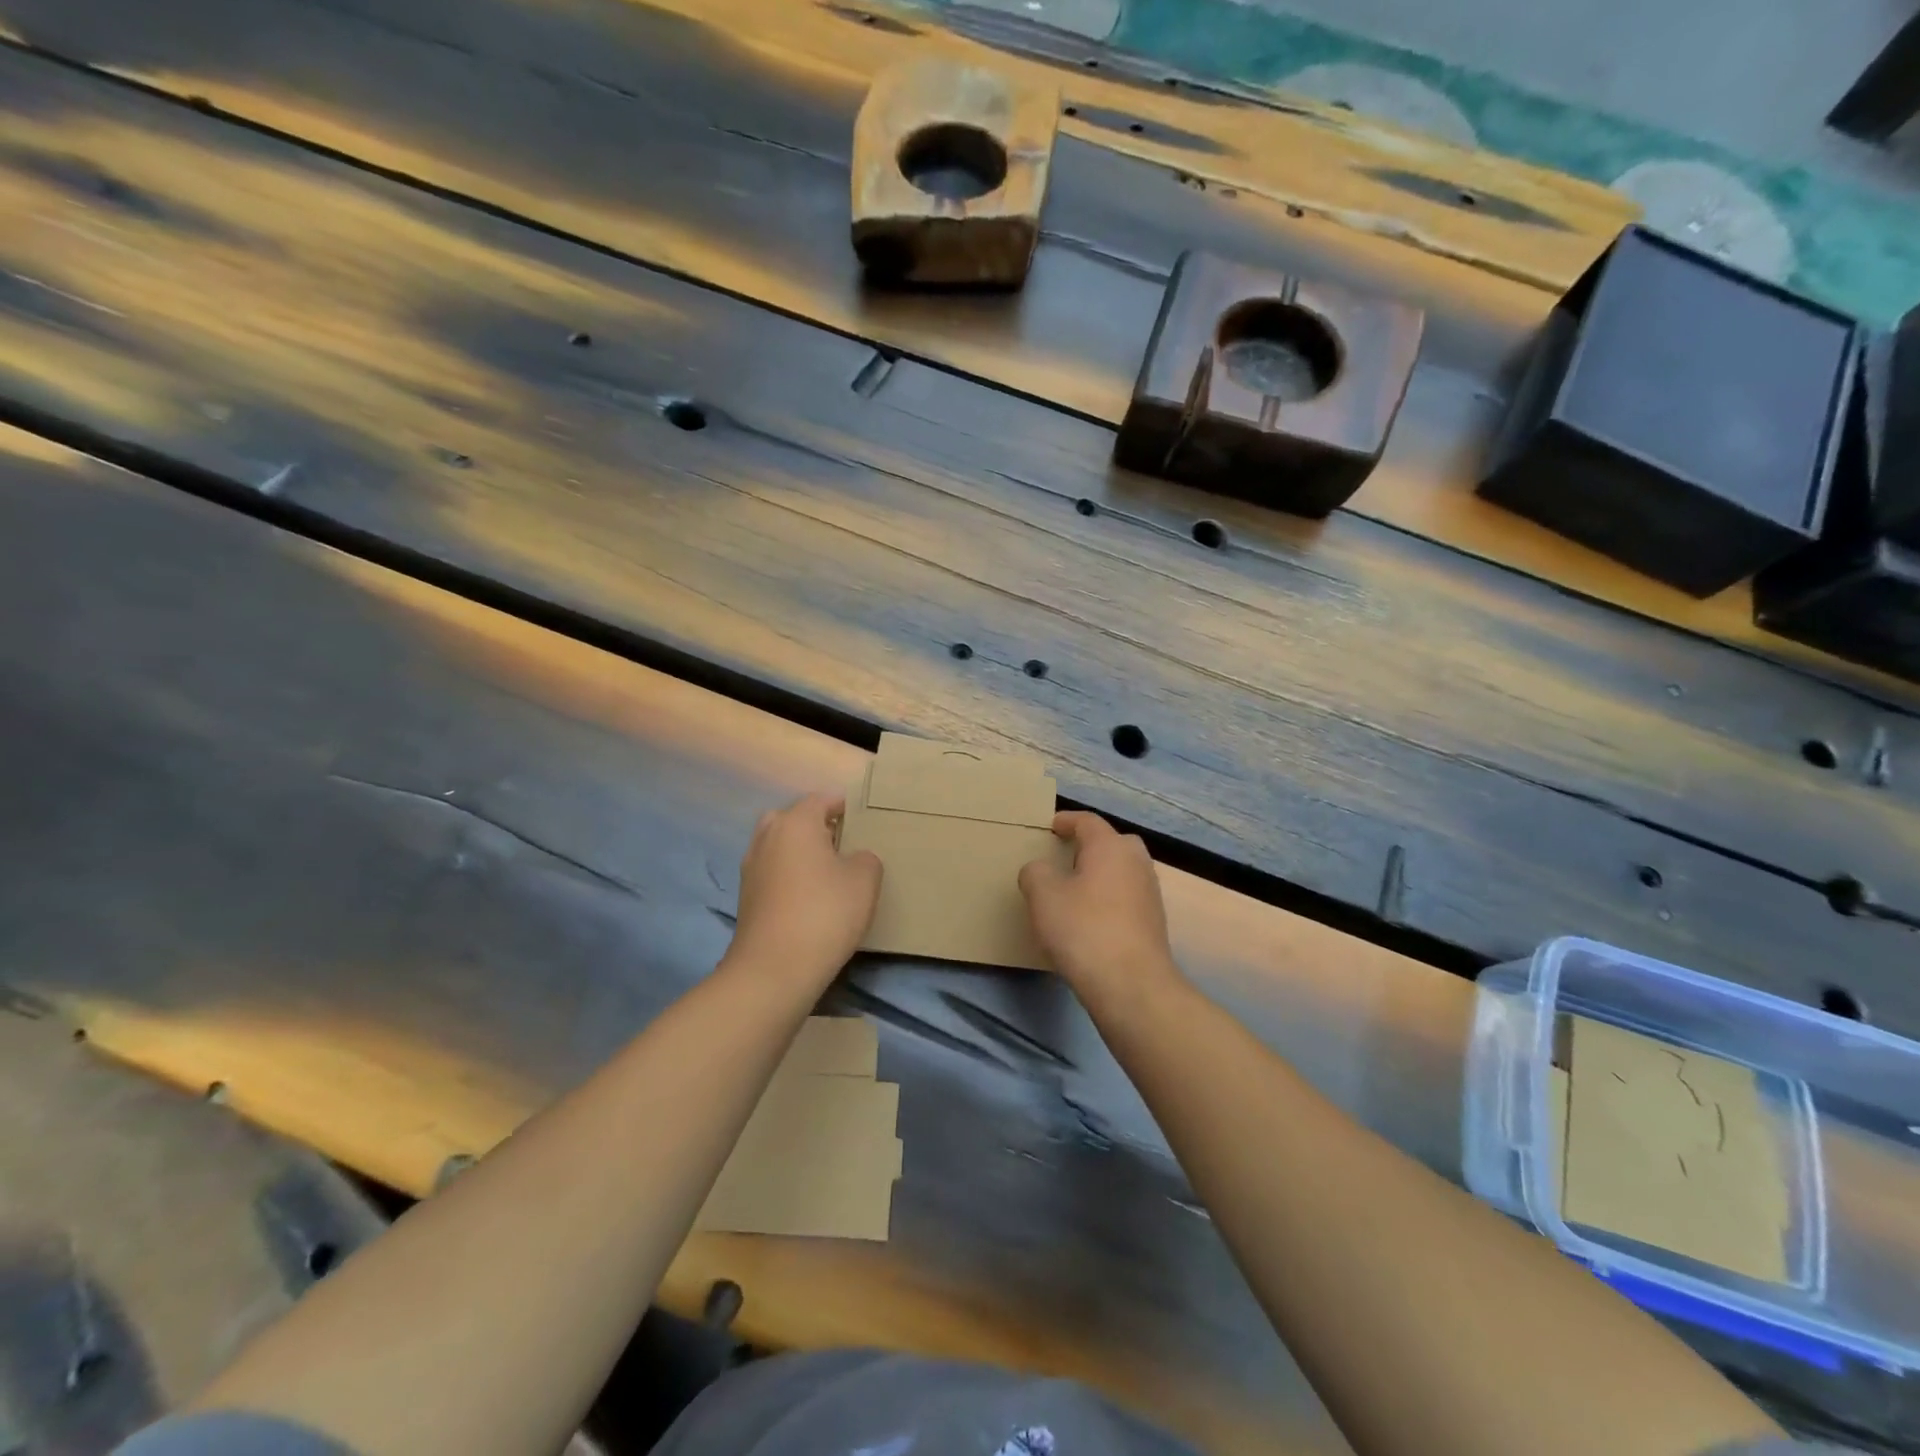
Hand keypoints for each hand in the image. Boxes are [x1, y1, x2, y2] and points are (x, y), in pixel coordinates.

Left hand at [727, 793, 881, 986]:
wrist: (774, 968)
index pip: (821, 799)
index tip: (862, 819)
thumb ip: (865, 858)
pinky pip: (772, 871)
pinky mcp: (746, 896)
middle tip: (842, 844)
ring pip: (779, 845)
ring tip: (827, 872)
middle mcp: (768, 837)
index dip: (843, 806)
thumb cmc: (825, 913)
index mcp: (796, 823)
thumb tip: (853, 858)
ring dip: (799, 851)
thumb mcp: (864, 880)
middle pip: (793, 818)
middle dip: (815, 826)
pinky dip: (788, 875)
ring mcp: (751, 867)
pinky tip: (808, 896)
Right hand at [1019, 811, 1178, 998]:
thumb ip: (1035, 872)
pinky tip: (1091, 919)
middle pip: (1112, 843)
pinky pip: (1126, 897)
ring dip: (1100, 874)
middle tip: (1065, 857)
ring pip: (1122, 871)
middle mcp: (1136, 862)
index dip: (1066, 821)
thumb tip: (1040, 870)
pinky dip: (1109, 899)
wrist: (1131, 985)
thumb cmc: (1083, 929)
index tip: (1050, 827)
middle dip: (1089, 846)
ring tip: (1074, 890)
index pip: (1087, 821)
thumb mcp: (1043, 896)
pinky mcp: (1154, 922)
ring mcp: (1150, 892)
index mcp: (1110, 846)